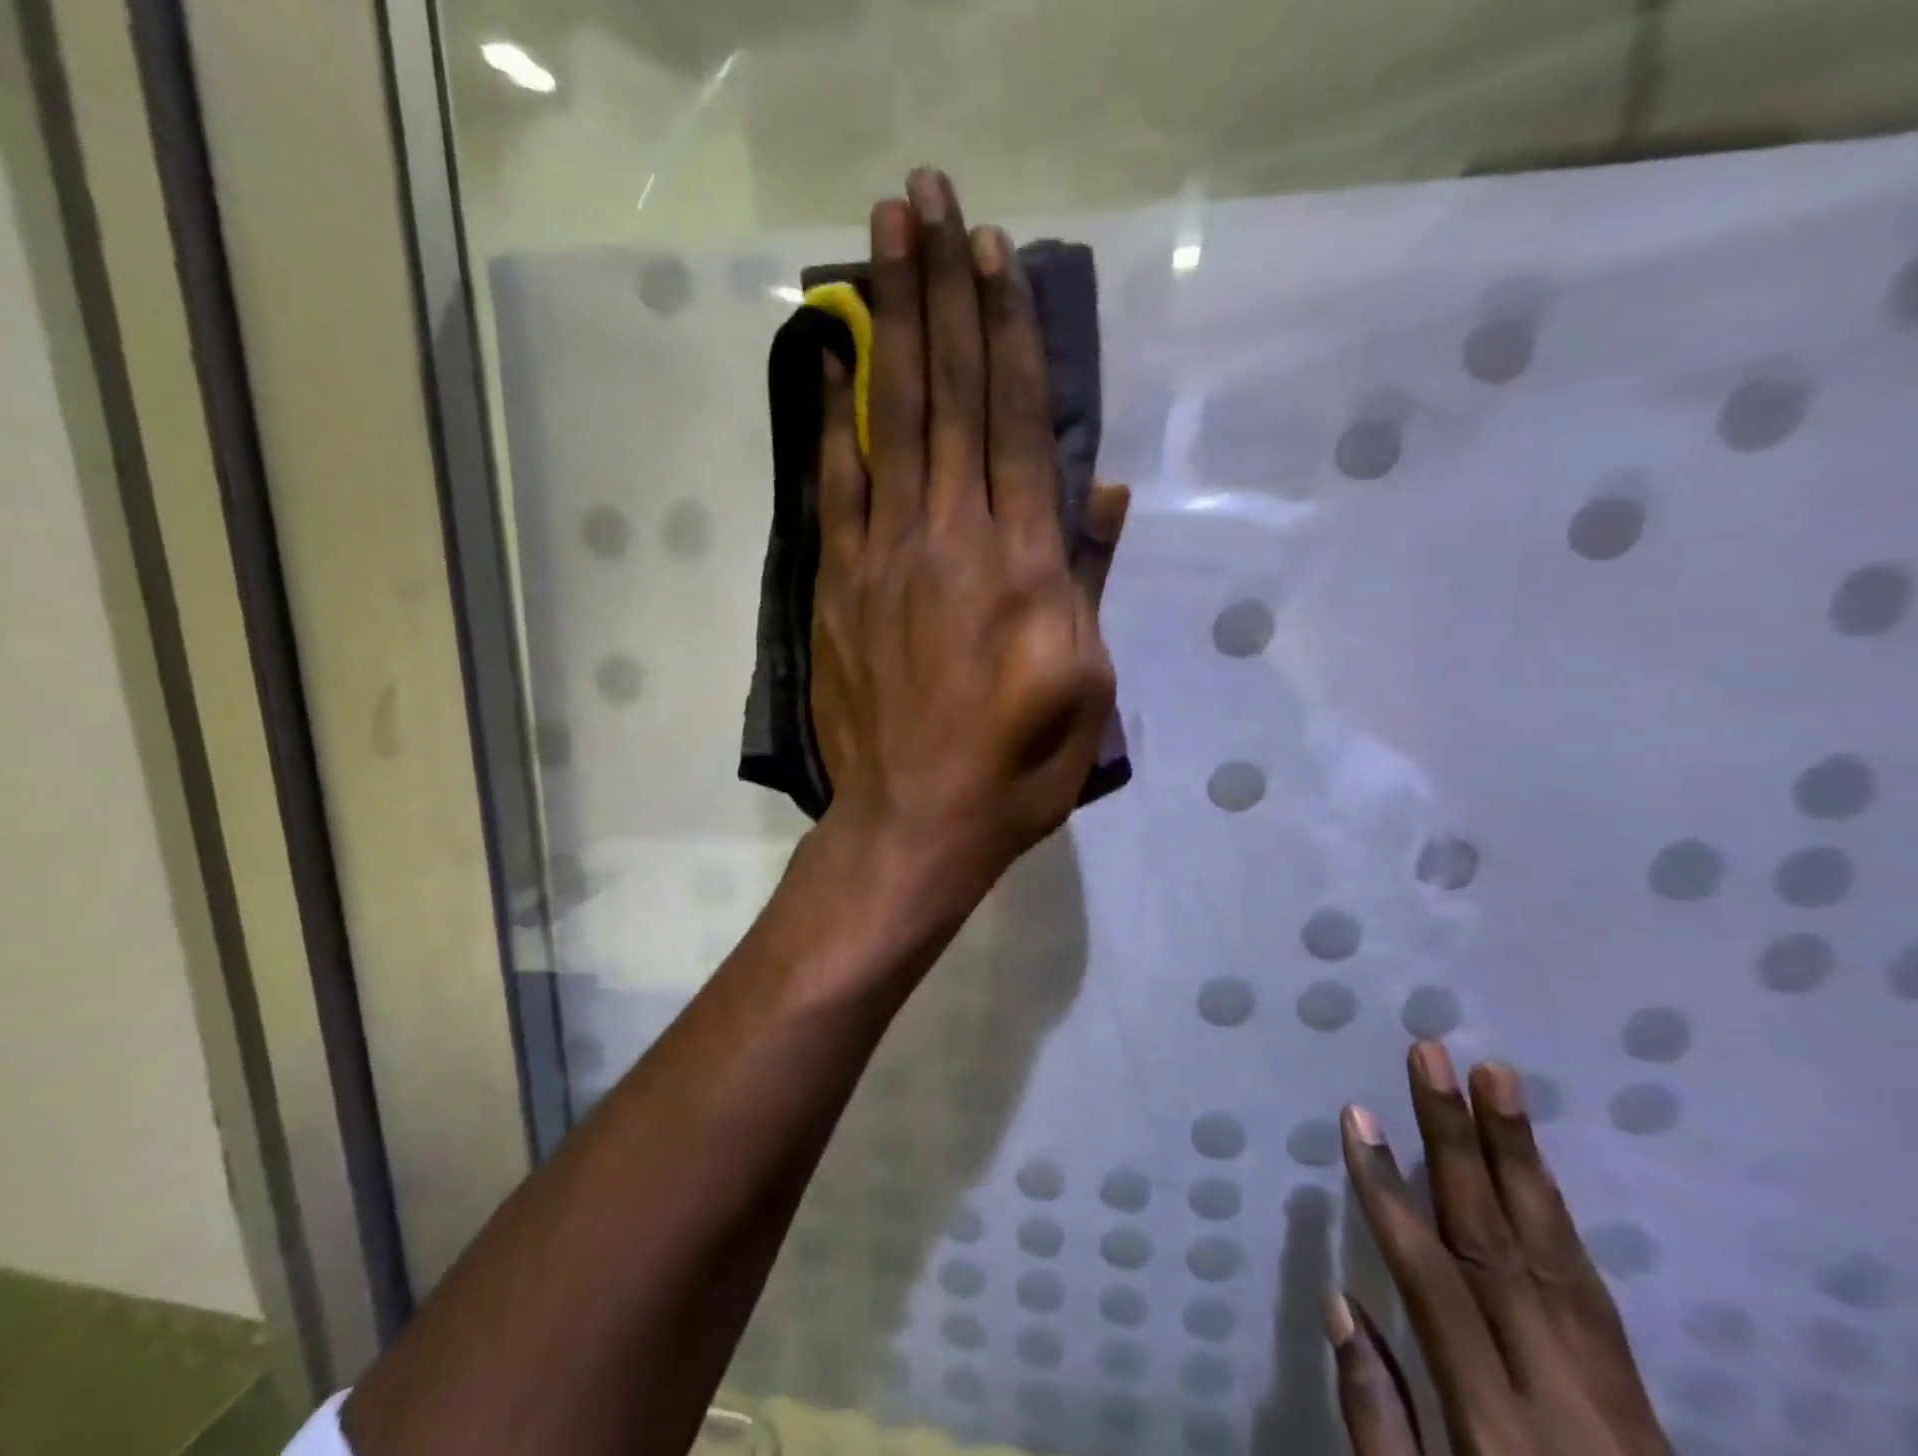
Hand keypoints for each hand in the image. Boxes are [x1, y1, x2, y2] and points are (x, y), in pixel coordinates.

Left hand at [809, 168, 1126, 898]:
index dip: (1008, 333)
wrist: (916, 822)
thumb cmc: (1017, 767)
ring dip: (888, 325)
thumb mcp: (1088, 686)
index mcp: (1024, 566)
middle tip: (927, 198)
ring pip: (891, 422)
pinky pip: (835, 486)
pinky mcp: (838, 585)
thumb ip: (1090, 583)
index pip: (1016, 424)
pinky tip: (828, 360)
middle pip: (949, 397)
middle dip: (942, 293)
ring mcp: (886, 558)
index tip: (995, 254)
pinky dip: (832, 418)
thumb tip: (1098, 495)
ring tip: (878, 239)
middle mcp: (953, 539)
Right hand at [1330, 1042, 1672, 1455]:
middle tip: (1431, 1057)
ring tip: (1494, 1076)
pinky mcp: (1640, 1392)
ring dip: (1518, 1154)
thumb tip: (1339, 1301)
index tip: (1358, 1116)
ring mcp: (1613, 1391)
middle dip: (1456, 1140)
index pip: (1433, 1281)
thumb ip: (1377, 1421)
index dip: (1389, 1192)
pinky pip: (1590, 1283)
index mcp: (1495, 1428)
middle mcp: (1560, 1395)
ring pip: (1555, 1250)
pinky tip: (1531, 1162)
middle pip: (1498, 1244)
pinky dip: (1556, 1211)